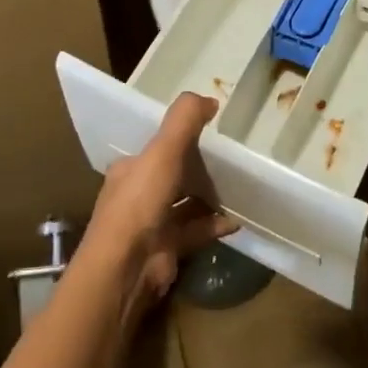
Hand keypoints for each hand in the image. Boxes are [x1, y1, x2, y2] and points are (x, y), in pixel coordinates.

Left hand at [82, 91, 235, 313]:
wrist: (126, 268)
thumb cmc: (140, 203)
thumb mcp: (162, 151)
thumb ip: (184, 121)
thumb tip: (210, 99)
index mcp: (130, 170)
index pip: (155, 148)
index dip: (179, 137)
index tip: (210, 129)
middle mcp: (138, 195)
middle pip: (173, 175)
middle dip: (199, 168)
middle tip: (232, 158)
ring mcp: (152, 225)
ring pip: (186, 204)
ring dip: (210, 197)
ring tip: (241, 185)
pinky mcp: (168, 249)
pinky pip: (197, 231)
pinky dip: (215, 224)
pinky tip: (237, 219)